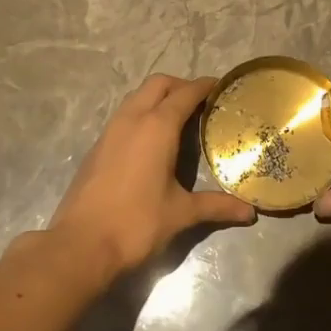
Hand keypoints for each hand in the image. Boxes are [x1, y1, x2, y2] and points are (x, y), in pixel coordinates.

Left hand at [50, 75, 255, 277]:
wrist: (81, 245)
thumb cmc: (137, 223)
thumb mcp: (182, 213)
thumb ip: (217, 206)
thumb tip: (249, 213)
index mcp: (157, 127)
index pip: (185, 93)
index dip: (205, 86)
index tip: (221, 86)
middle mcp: (132, 119)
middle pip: (158, 84)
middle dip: (180, 86)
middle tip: (201, 103)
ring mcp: (110, 131)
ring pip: (136, 97)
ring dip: (158, 98)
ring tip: (178, 119)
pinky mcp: (96, 147)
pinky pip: (123, 116)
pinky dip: (141, 114)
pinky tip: (152, 141)